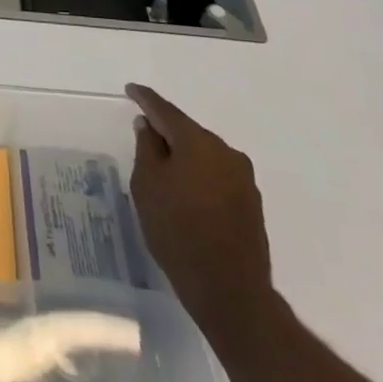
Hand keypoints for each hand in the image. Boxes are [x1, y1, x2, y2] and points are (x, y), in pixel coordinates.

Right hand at [126, 83, 275, 342]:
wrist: (230, 291)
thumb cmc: (178, 231)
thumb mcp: (147, 186)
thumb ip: (147, 149)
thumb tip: (149, 126)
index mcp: (198, 142)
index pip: (166, 111)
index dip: (145, 99)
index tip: (131, 90)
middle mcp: (226, 152)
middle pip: (188, 132)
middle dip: (166, 131)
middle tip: (144, 134)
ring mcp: (243, 178)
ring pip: (204, 155)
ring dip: (184, 156)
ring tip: (163, 168)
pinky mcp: (251, 203)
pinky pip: (217, 175)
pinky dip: (198, 175)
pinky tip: (186, 191)